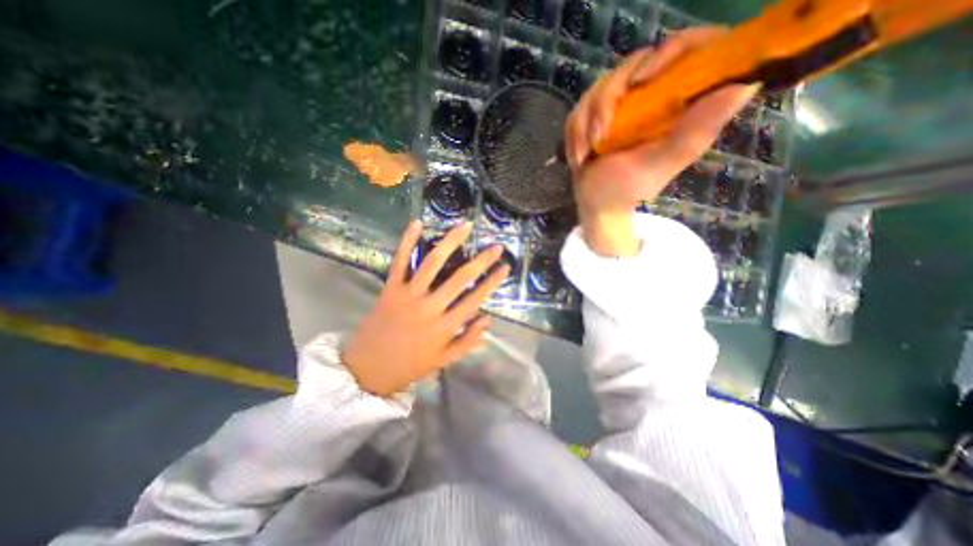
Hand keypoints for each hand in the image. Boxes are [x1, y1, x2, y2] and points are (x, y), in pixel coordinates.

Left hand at [342, 218, 508, 396]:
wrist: (366, 370)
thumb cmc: (409, 366)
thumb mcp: (443, 361)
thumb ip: (468, 341)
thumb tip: (488, 319)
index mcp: (445, 327)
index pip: (475, 299)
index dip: (492, 282)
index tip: (505, 266)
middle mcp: (430, 307)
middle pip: (460, 278)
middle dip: (481, 260)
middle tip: (496, 245)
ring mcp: (408, 295)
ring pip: (432, 263)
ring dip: (450, 242)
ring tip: (465, 225)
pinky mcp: (390, 288)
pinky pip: (400, 261)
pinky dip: (407, 241)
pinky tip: (418, 223)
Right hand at [567, 31, 763, 256]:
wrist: (596, 204)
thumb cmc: (626, 189)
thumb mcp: (659, 164)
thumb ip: (693, 132)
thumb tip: (746, 85)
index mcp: (679, 104)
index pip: (692, 49)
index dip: (671, 51)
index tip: (643, 80)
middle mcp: (653, 97)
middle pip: (634, 64)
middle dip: (606, 102)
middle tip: (600, 136)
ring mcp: (624, 105)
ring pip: (601, 86)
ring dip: (585, 123)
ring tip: (586, 154)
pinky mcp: (599, 114)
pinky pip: (581, 106)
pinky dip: (575, 133)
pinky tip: (579, 156)